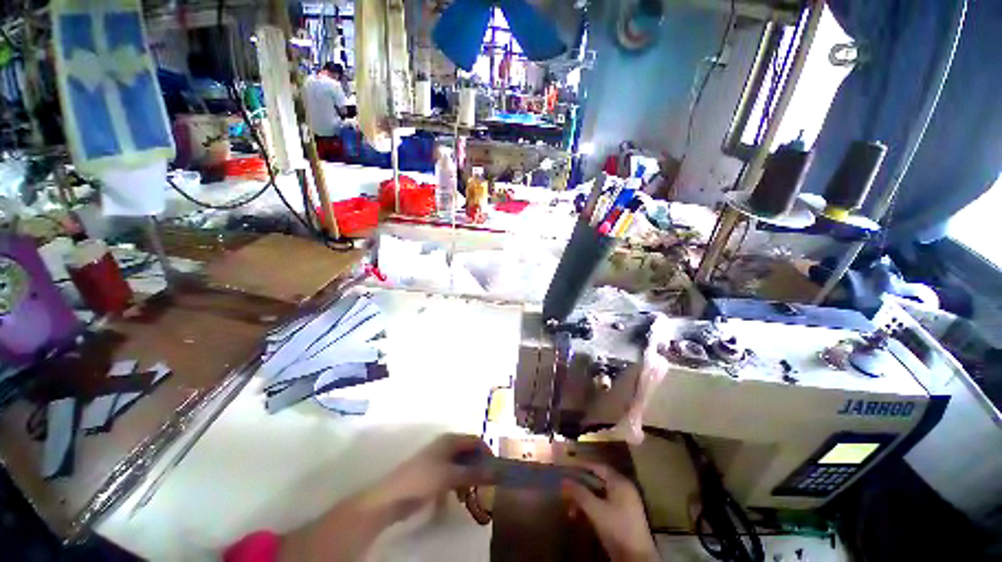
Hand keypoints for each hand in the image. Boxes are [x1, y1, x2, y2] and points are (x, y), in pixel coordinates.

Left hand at [377, 433, 494, 520]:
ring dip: (467, 479)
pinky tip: (456, 498)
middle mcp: (445, 446)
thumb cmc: (423, 480)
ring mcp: (437, 460)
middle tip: (485, 486)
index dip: (486, 453)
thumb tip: (496, 471)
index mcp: (450, 440)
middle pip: (468, 453)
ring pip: (460, 466)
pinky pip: (451, 476)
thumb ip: (474, 473)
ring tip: (469, 495)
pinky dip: (456, 485)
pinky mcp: (431, 474)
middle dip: (477, 468)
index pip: (475, 440)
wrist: (390, 498)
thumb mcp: (451, 476)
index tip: (495, 470)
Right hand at [561, 461, 658, 561]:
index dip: (584, 465)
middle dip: (581, 486)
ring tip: (570, 509)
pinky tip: (580, 517)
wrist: (637, 559)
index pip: (599, 467)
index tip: (569, 466)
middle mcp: (624, 490)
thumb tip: (563, 481)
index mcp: (620, 483)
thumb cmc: (617, 528)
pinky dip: (591, 509)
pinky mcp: (623, 519)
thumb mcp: (595, 510)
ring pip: (599, 496)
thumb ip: (579, 493)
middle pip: (598, 482)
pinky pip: (603, 507)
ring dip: (584, 501)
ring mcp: (625, 505)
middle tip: (566, 489)